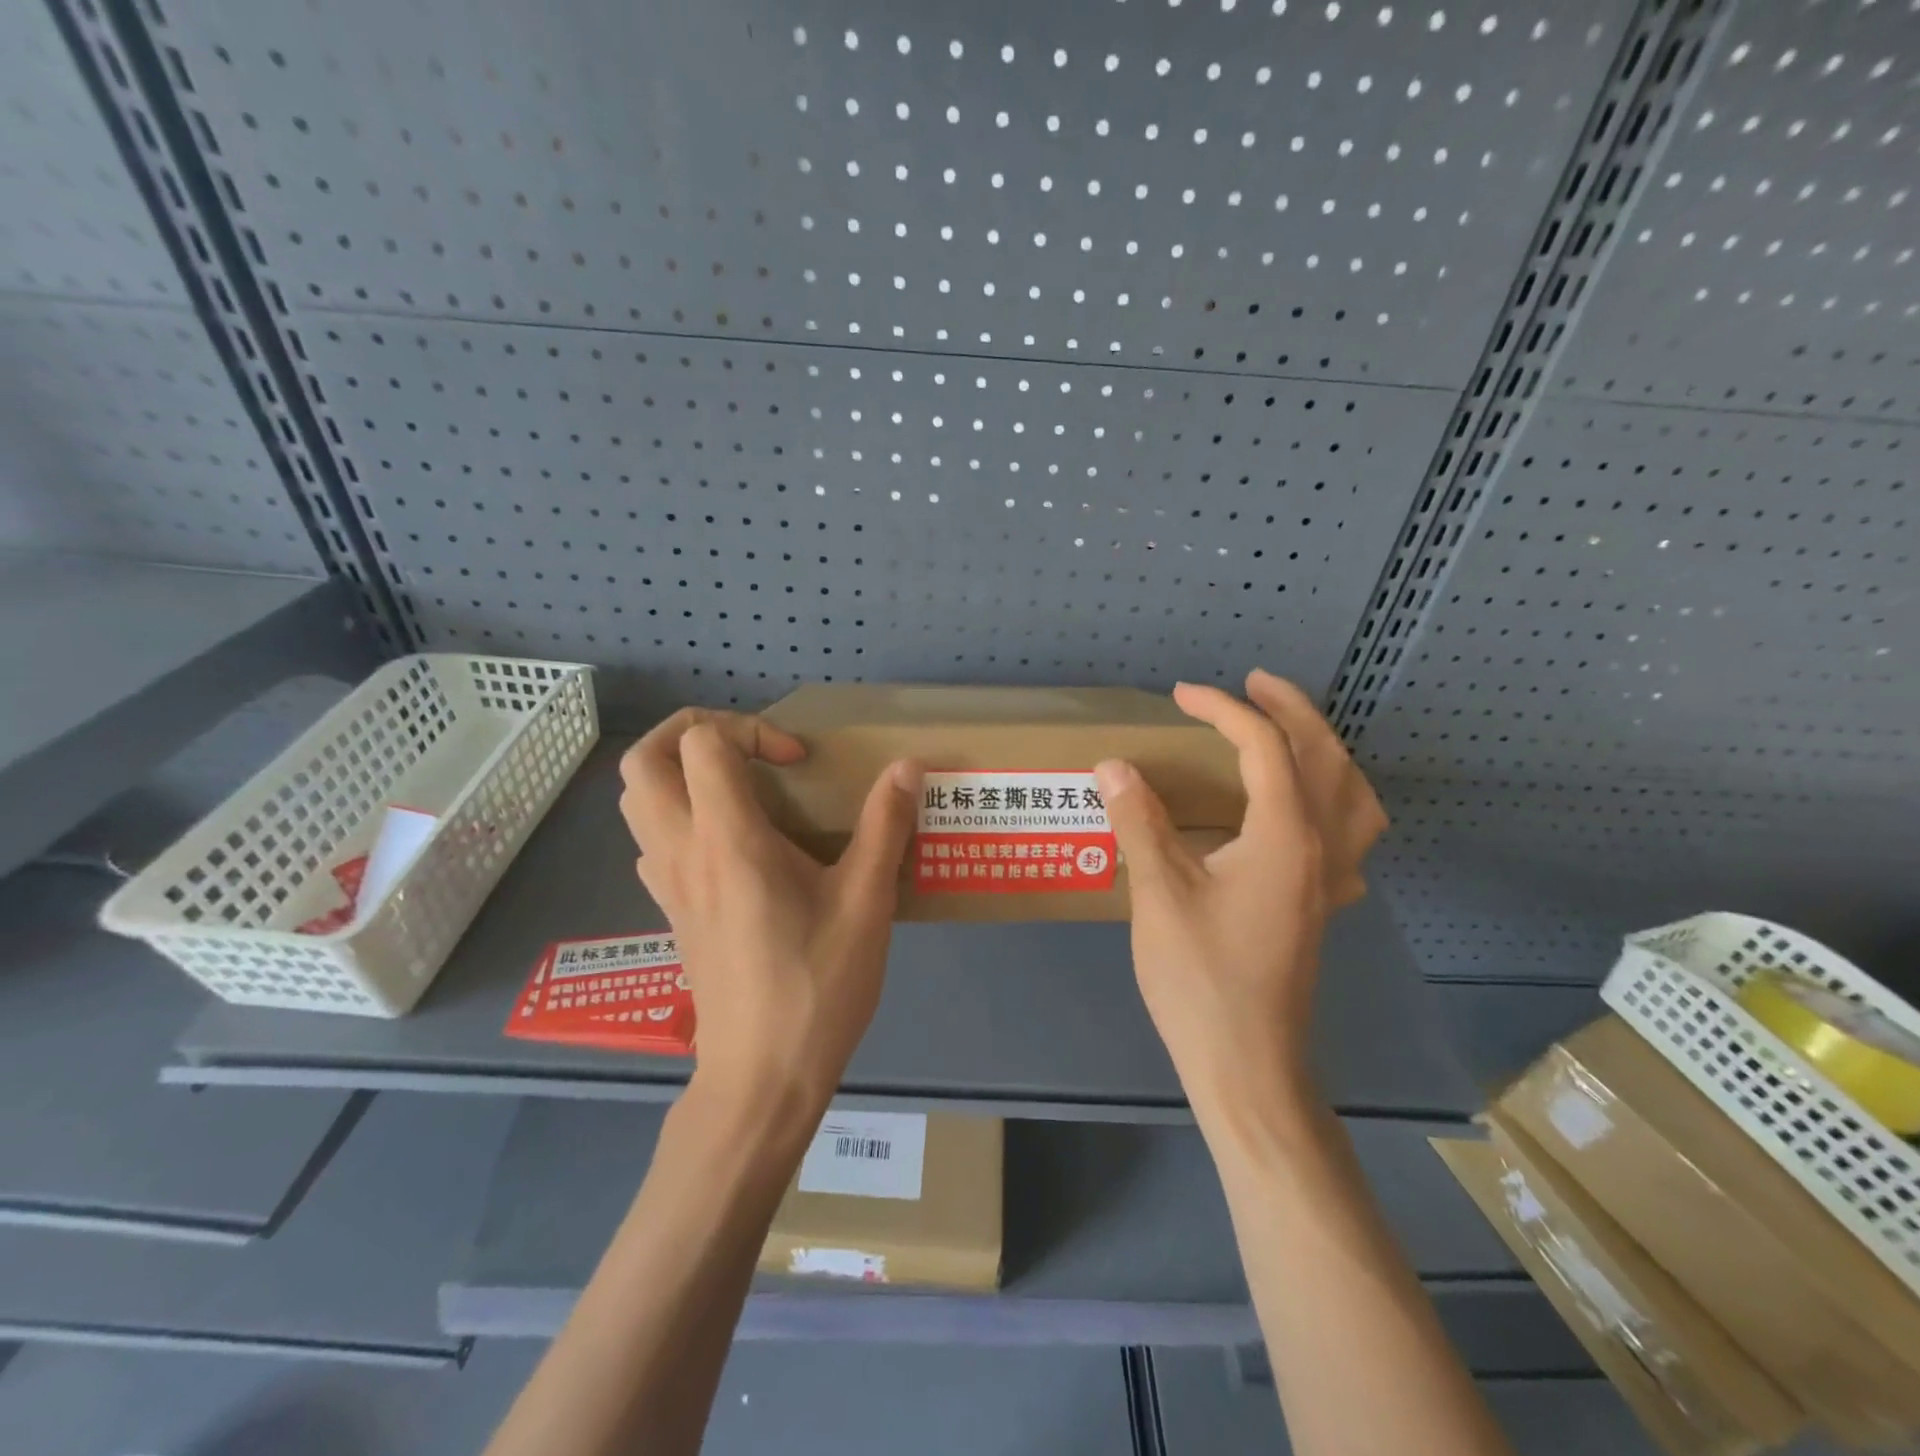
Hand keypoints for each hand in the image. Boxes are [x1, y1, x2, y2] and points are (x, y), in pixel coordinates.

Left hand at [618, 709, 922, 1118]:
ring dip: (678, 774)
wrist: (762, 1077)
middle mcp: (682, 851)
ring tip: (738, 789)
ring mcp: (667, 885)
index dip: (750, 731)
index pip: (701, 743)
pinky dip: (678, 818)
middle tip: (748, 750)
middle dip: (692, 732)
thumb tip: (908, 767)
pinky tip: (729, 845)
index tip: (797, 765)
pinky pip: (651, 842)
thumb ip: (886, 826)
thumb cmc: (816, 986)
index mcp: (727, 839)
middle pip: (644, 760)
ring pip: (636, 800)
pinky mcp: (671, 913)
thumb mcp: (866, 902)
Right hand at [1093, 670, 1387, 1120]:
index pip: (1265, 748)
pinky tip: (1308, 812)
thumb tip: (1113, 766)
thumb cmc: (1201, 980)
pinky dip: (1336, 800)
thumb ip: (1139, 823)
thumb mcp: (1160, 896)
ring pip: (1354, 794)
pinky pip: (1351, 835)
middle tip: (1252, 685)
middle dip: (1290, 710)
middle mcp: (1323, 849)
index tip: (1182, 696)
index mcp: (1285, 837)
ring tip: (1289, 732)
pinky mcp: (1323, 906)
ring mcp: (1331, 881)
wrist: (1247, 1066)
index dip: (1224, 711)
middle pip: (1325, 757)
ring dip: (1326, 750)